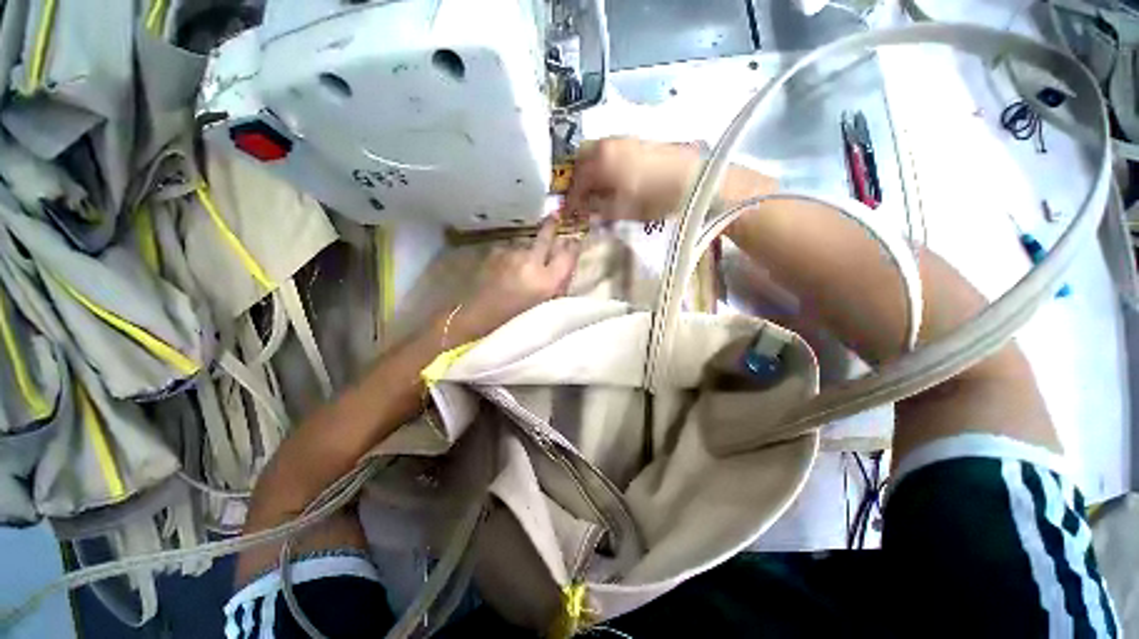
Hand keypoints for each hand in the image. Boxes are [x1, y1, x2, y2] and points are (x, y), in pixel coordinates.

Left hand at [450, 218, 580, 342]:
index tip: (574, 242)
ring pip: (526, 243)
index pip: (568, 255)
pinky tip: (509, 264)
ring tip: (524, 260)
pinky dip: (513, 253)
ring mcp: (511, 255)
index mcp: (547, 281)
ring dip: (529, 247)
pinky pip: (510, 248)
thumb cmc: (515, 318)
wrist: (478, 316)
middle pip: (546, 237)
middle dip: (552, 226)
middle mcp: (531, 262)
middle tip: (555, 216)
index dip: (573, 246)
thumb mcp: (544, 306)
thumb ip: (557, 286)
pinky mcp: (495, 252)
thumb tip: (565, 269)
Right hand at [564, 138, 700, 221]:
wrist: (692, 179)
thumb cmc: (655, 198)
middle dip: (577, 179)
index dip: (572, 199)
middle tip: (580, 198)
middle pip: (581, 159)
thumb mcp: (623, 210)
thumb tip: (585, 208)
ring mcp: (623, 139)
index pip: (577, 181)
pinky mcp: (636, 140)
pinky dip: (603, 164)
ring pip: (594, 152)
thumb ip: (599, 208)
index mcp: (601, 162)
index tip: (570, 212)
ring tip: (596, 191)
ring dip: (590, 170)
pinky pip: (609, 150)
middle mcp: (607, 145)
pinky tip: (612, 179)